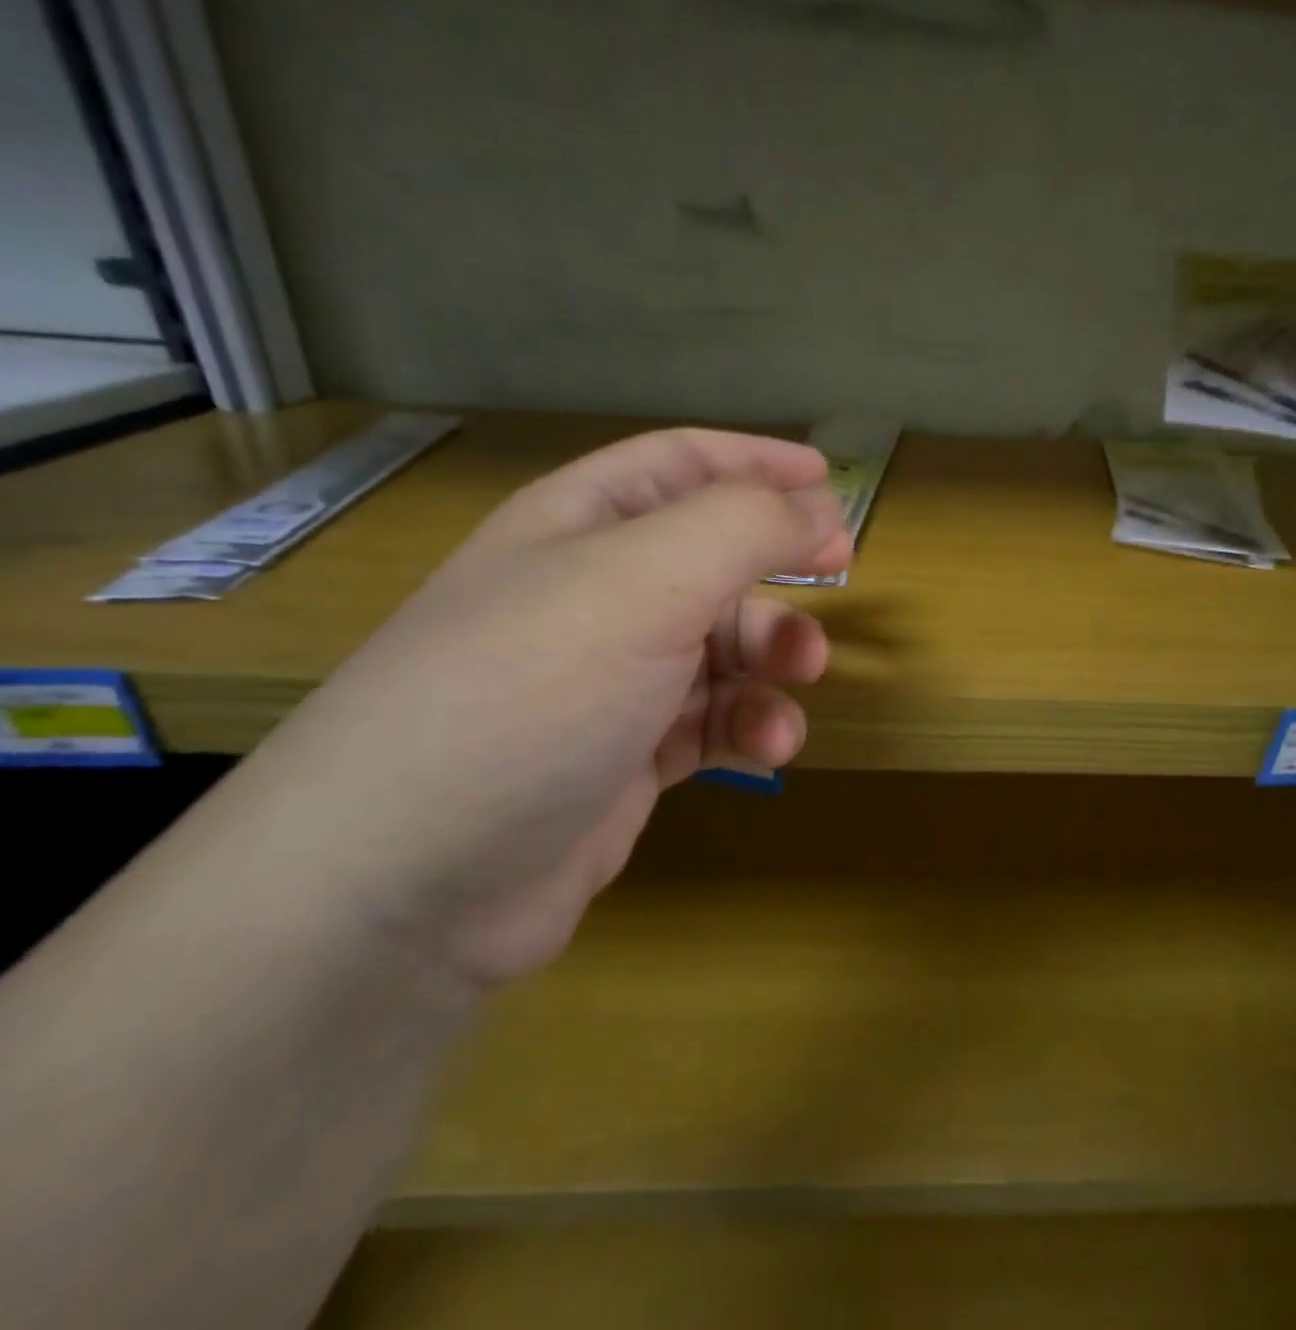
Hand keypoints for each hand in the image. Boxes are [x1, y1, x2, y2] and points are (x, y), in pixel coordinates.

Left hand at [201, 429, 851, 988]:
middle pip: (713, 558)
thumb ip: (747, 526)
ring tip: (800, 678)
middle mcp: (593, 593)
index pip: (683, 464)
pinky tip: (769, 746)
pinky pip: (712, 719)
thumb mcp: (648, 579)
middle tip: (837, 580)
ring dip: (774, 657)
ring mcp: (609, 679)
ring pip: (723, 645)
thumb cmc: (535, 689)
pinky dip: (750, 725)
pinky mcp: (627, 755)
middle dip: (778, 568)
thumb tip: (820, 510)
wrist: (412, 881)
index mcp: (582, 524)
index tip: (830, 479)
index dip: (756, 460)